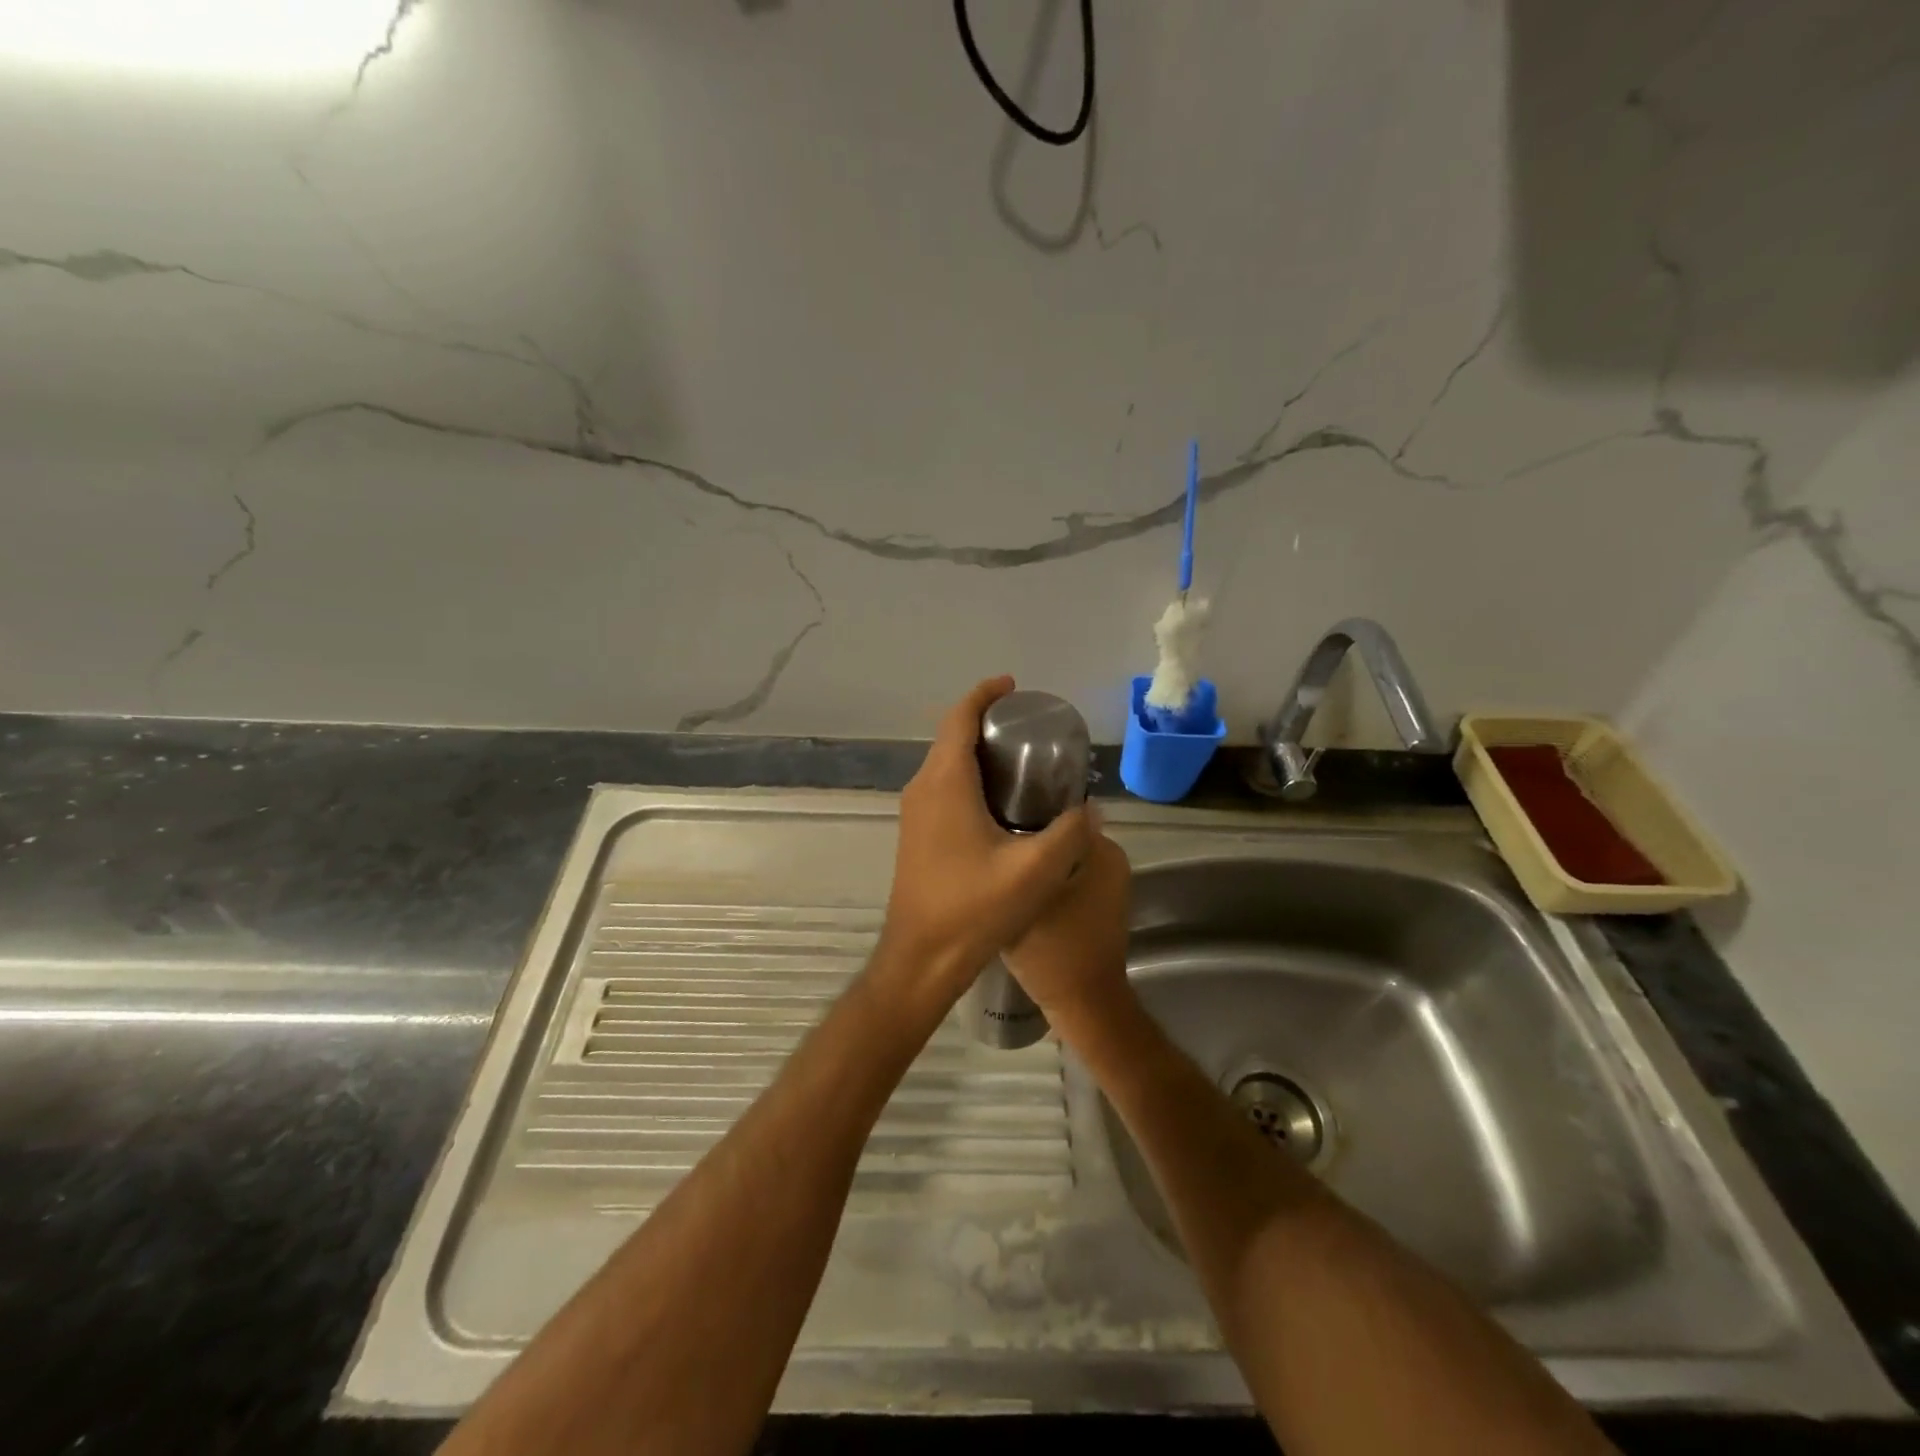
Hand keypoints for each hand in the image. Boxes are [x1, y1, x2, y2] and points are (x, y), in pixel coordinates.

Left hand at [879, 677, 1092, 1004]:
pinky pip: (942, 788)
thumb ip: (1070, 834)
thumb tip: (1092, 809)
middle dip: (985, 721)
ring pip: (945, 764)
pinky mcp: (916, 834)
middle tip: (1029, 726)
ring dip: (976, 751)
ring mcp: (914, 813)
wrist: (921, 958)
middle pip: (950, 737)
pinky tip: (1000, 801)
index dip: (984, 694)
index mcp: (945, 783)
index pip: (958, 719)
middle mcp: (922, 789)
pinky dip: (968, 777)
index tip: (1012, 685)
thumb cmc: (973, 909)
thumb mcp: (1036, 871)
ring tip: (1020, 758)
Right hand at [1003, 828, 1131, 1033]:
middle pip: (1058, 830)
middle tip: (987, 838)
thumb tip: (1006, 818)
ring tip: (994, 857)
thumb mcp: (1028, 896)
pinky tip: (1010, 881)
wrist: (1081, 1005)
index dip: (1024, 804)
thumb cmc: (1055, 949)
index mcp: (1102, 849)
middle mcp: (1110, 859)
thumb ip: (1021, 854)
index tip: (992, 811)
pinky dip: (1041, 875)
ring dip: (1031, 855)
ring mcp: (1105, 882)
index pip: (1060, 808)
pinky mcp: (1096, 903)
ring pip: (1059, 854)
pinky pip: (1064, 874)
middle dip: (1025, 830)